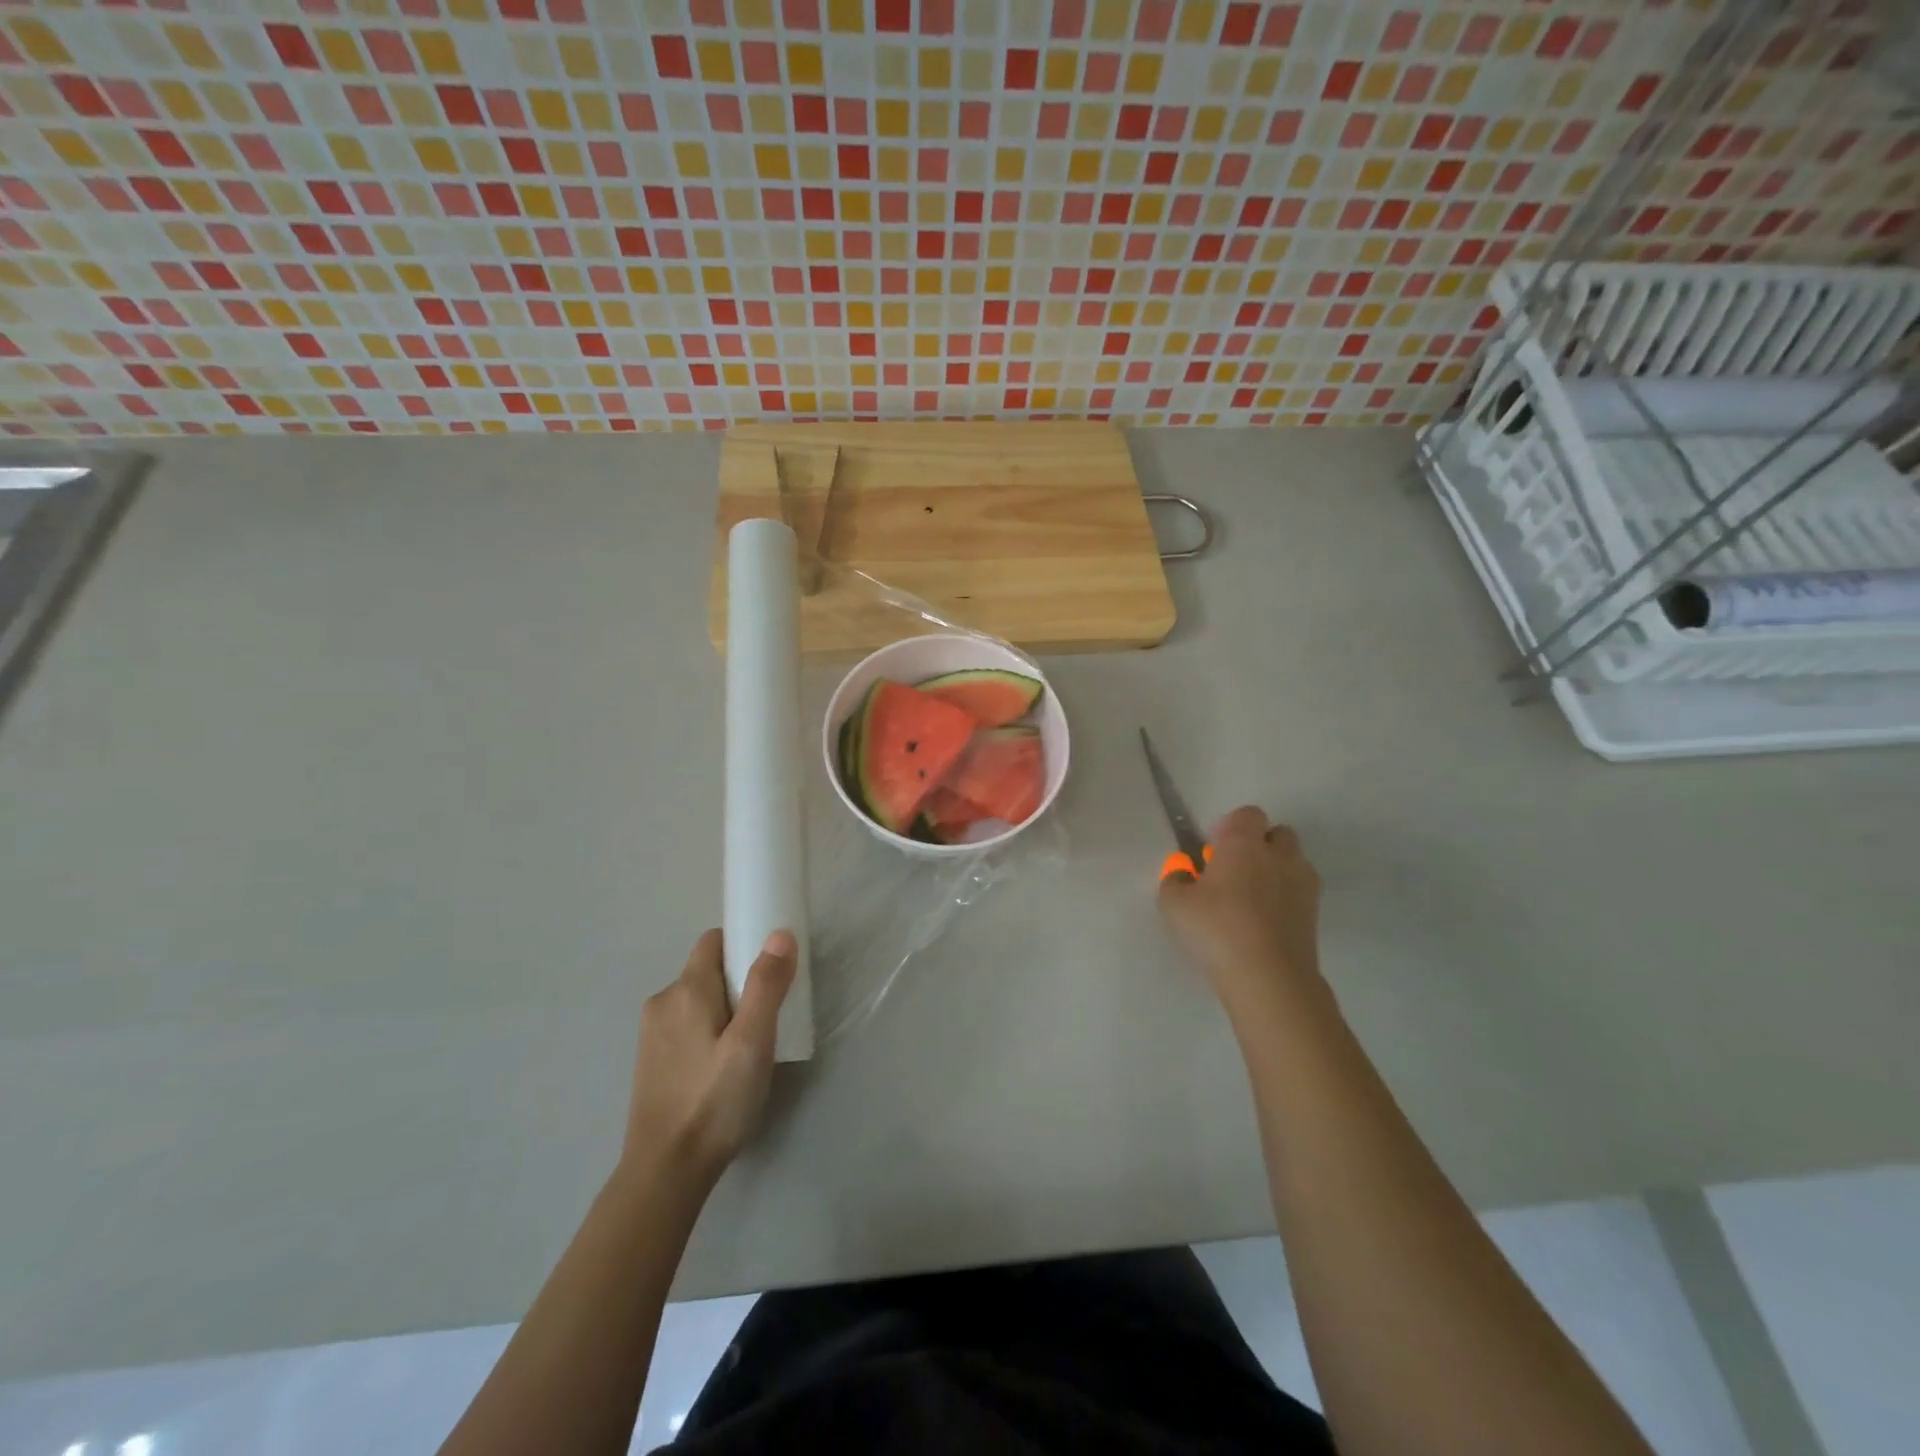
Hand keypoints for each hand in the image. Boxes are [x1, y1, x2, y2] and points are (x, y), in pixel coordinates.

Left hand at [623, 928, 796, 1188]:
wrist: (665, 1172)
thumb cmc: (715, 1101)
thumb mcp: (753, 1042)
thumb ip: (766, 985)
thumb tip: (779, 934)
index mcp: (686, 989)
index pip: (715, 940)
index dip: (744, 944)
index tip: (772, 969)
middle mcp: (662, 1001)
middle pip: (708, 970)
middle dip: (739, 981)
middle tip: (769, 1014)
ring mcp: (651, 1033)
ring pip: (697, 1000)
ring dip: (724, 1008)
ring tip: (749, 1044)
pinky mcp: (650, 1060)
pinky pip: (686, 1025)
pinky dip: (708, 1030)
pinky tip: (723, 1066)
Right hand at [1157, 807, 1322, 1023]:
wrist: (1267, 977)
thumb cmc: (1215, 930)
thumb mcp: (1173, 904)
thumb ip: (1174, 881)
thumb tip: (1183, 874)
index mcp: (1243, 844)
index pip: (1247, 814)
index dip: (1230, 827)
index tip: (1214, 851)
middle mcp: (1278, 855)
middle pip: (1278, 833)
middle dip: (1260, 845)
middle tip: (1234, 872)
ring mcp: (1302, 884)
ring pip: (1293, 862)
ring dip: (1276, 870)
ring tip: (1252, 899)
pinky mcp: (1315, 914)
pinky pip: (1300, 892)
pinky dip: (1286, 898)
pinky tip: (1265, 923)